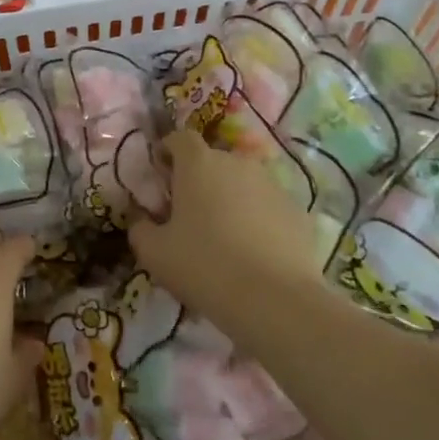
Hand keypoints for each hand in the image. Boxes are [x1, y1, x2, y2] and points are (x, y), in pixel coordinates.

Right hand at [130, 129, 333, 322]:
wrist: (276, 301)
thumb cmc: (205, 266)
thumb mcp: (154, 253)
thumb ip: (140, 228)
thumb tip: (142, 220)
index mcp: (198, 163)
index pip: (179, 138)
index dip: (168, 152)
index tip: (162, 175)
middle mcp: (236, 163)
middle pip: (212, 161)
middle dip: (199, 180)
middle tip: (190, 214)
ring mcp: (272, 185)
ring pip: (243, 183)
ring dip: (231, 198)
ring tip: (225, 235)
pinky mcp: (298, 211)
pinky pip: (268, 207)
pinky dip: (259, 220)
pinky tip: (255, 252)